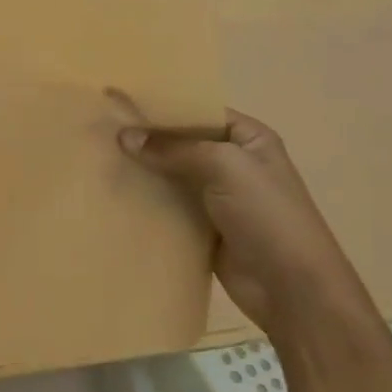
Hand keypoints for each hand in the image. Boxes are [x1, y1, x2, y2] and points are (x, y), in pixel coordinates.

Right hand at [108, 91, 371, 340]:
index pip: (200, 111)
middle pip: (182, 143)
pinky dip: (147, 201)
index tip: (120, 103)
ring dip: (143, 171)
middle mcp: (233, 163)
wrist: (291, 287)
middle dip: (146, 139)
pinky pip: (169, 207)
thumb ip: (174, 149)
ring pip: (172, 176)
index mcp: (249, 138)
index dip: (163, 107)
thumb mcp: (224, 166)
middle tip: (101, 131)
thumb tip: (124, 136)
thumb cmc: (266, 215)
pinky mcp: (203, 228)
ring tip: (100, 160)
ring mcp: (218, 197)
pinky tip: (115, 194)